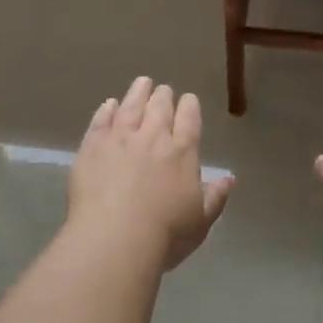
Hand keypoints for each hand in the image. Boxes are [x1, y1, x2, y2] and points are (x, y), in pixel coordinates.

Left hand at [69, 77, 234, 270]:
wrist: (115, 239)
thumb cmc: (166, 234)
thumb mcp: (201, 220)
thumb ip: (215, 196)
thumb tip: (229, 178)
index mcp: (182, 152)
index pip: (189, 119)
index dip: (189, 106)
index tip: (188, 99)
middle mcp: (152, 137)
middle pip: (159, 107)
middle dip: (163, 96)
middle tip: (163, 90)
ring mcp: (120, 138)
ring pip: (130, 106)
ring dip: (137, 92)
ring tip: (142, 82)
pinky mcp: (92, 146)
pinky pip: (101, 120)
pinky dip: (106, 109)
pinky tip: (109, 104)